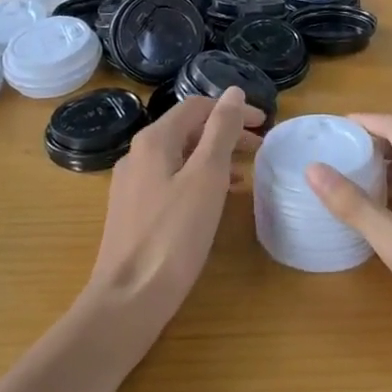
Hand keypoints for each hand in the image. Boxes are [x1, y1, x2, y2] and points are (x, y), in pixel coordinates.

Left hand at [85, 89, 261, 333]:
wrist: (127, 299)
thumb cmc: (173, 235)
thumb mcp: (207, 177)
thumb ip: (221, 131)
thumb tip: (233, 92)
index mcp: (154, 140)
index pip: (197, 106)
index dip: (232, 110)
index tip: (264, 125)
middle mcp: (137, 154)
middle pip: (187, 130)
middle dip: (225, 133)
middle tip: (260, 149)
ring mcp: (132, 184)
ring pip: (180, 156)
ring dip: (214, 157)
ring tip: (246, 173)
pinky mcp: (133, 211)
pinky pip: (171, 180)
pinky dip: (198, 179)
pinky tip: (216, 200)